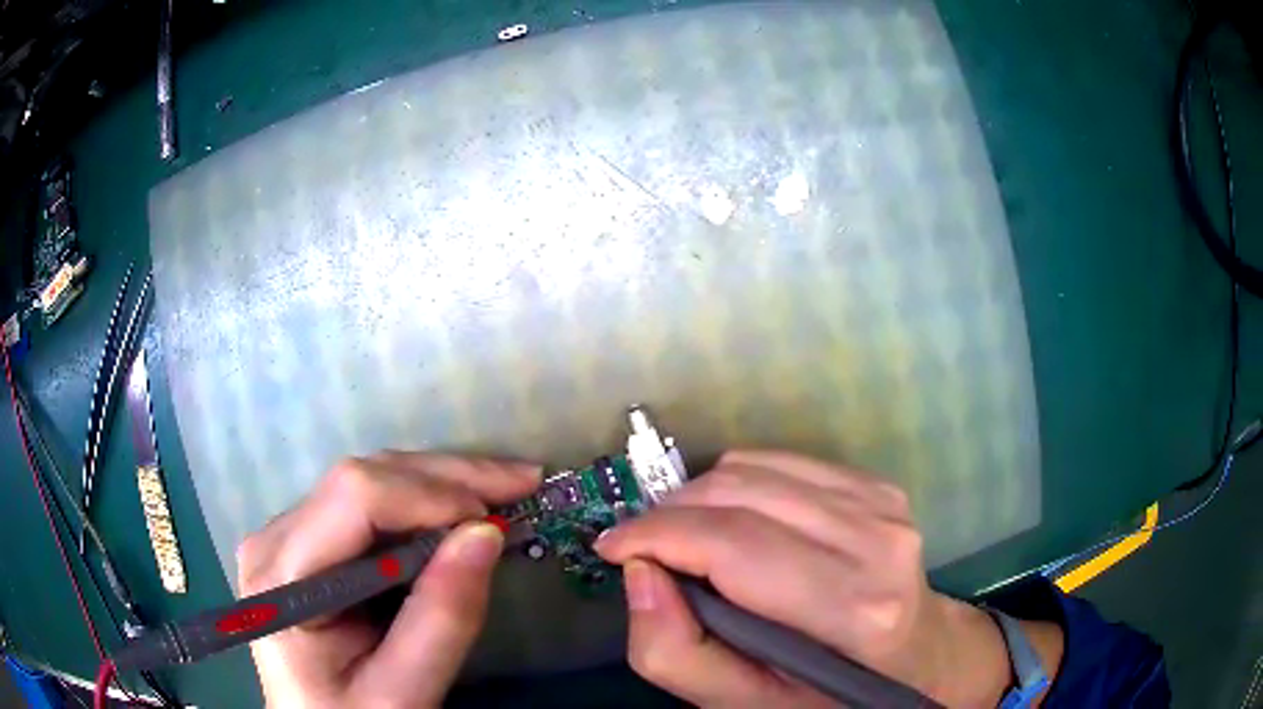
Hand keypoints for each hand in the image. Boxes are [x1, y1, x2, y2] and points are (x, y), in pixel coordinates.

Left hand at [236, 452, 539, 707]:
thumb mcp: (403, 693)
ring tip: (506, 488)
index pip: (353, 498)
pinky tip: (465, 508)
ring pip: (370, 481)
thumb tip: (487, 533)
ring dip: (442, 483)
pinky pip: (369, 503)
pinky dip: (425, 502)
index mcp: (283, 577)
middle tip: (523, 482)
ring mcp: (288, 533)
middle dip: (448, 479)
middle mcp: (274, 537)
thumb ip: (441, 620)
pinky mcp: (309, 539)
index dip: (428, 495)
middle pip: (363, 478)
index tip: (496, 519)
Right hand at [595, 450, 1027, 707]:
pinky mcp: (878, 486)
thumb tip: (640, 572)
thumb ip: (676, 654)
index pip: (732, 544)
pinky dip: (739, 485)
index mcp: (851, 610)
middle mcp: (876, 540)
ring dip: (699, 497)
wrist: (921, 659)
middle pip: (740, 492)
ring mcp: (883, 504)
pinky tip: (735, 522)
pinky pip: (782, 462)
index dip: (656, 534)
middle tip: (643, 548)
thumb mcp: (745, 705)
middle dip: (669, 513)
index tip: (611, 546)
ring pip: (755, 466)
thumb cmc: (831, 696)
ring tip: (683, 537)